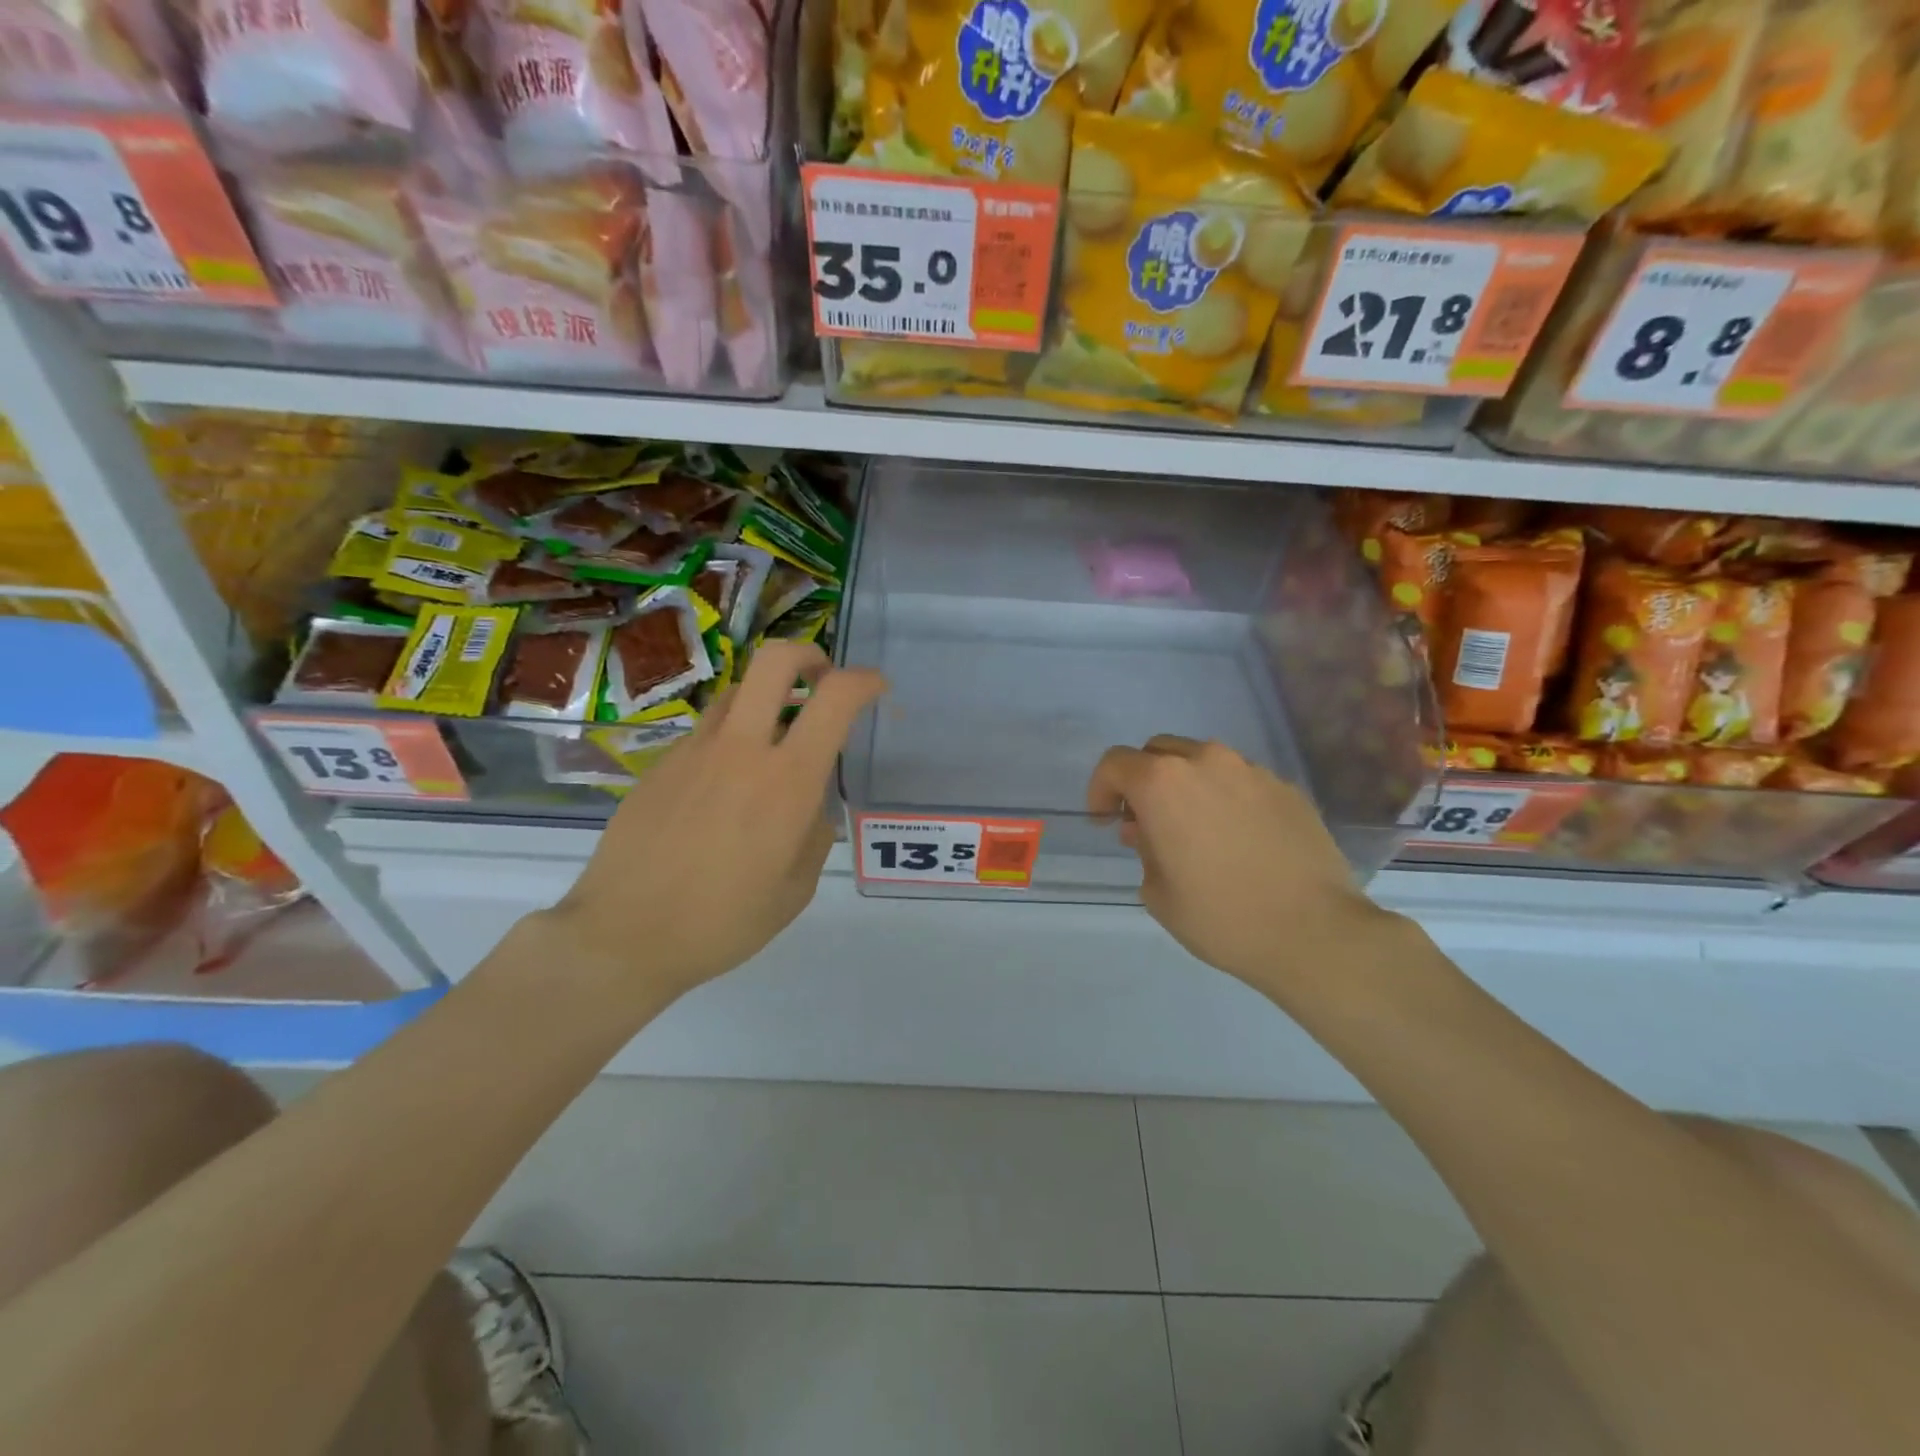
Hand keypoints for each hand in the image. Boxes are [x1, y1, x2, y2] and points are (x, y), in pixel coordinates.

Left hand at [546, 642, 884, 1003]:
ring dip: (766, 696)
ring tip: (773, 735)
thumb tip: (809, 806)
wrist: (624, 936)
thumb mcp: (796, 889)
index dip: (863, 680)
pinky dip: (730, 736)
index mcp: (787, 780)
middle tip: (821, 678)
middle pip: (775, 661)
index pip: (834, 699)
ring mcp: (694, 751)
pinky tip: (726, 783)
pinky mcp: (661, 764)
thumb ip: (814, 833)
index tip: (875, 688)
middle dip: (808, 655)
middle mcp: (741, 749)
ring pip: (737, 690)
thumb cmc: (723, 921)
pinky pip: (706, 730)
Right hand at [1087, 735, 1394, 992]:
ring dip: (1187, 786)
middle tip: (1146, 822)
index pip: (1115, 763)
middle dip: (1143, 781)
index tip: (1106, 821)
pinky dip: (1226, 798)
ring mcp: (1252, 771)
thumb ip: (1145, 850)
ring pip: (1203, 762)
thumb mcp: (1158, 893)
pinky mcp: (1287, 789)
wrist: (1316, 933)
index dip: (1101, 789)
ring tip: (1195, 830)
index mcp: (1163, 783)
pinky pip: (1242, 782)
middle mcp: (1206, 762)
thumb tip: (1151, 833)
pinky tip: (1239, 840)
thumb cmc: (1222, 917)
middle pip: (1158, 752)